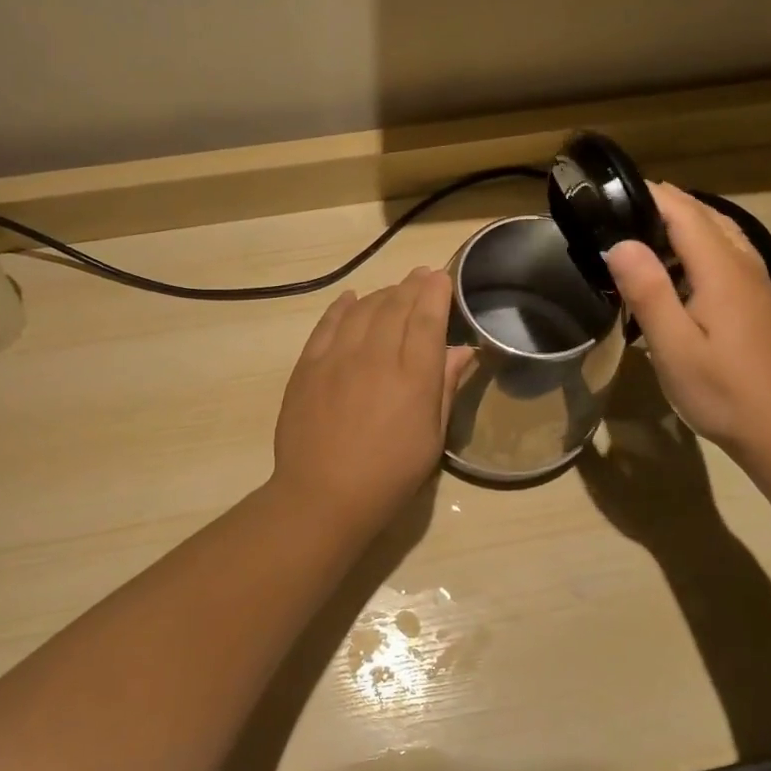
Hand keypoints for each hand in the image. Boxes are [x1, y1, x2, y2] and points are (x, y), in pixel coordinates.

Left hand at [270, 268, 472, 539]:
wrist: (322, 496)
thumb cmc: (389, 475)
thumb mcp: (431, 438)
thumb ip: (444, 387)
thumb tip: (462, 350)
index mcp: (412, 376)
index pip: (427, 318)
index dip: (436, 292)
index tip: (442, 277)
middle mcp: (375, 356)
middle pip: (396, 306)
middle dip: (412, 285)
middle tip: (422, 275)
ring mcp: (337, 357)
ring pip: (363, 309)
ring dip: (382, 293)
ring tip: (394, 289)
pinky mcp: (308, 366)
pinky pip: (327, 324)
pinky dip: (342, 306)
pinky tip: (351, 299)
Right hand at [603, 184, 770, 459]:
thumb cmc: (724, 391)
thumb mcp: (674, 346)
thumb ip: (648, 291)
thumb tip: (620, 243)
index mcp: (722, 269)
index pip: (684, 212)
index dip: (650, 194)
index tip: (611, 190)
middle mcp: (744, 266)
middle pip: (705, 217)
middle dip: (664, 206)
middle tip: (617, 213)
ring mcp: (756, 285)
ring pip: (720, 236)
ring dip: (683, 226)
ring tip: (642, 237)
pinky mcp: (758, 304)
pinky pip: (726, 256)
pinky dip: (698, 249)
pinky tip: (677, 274)